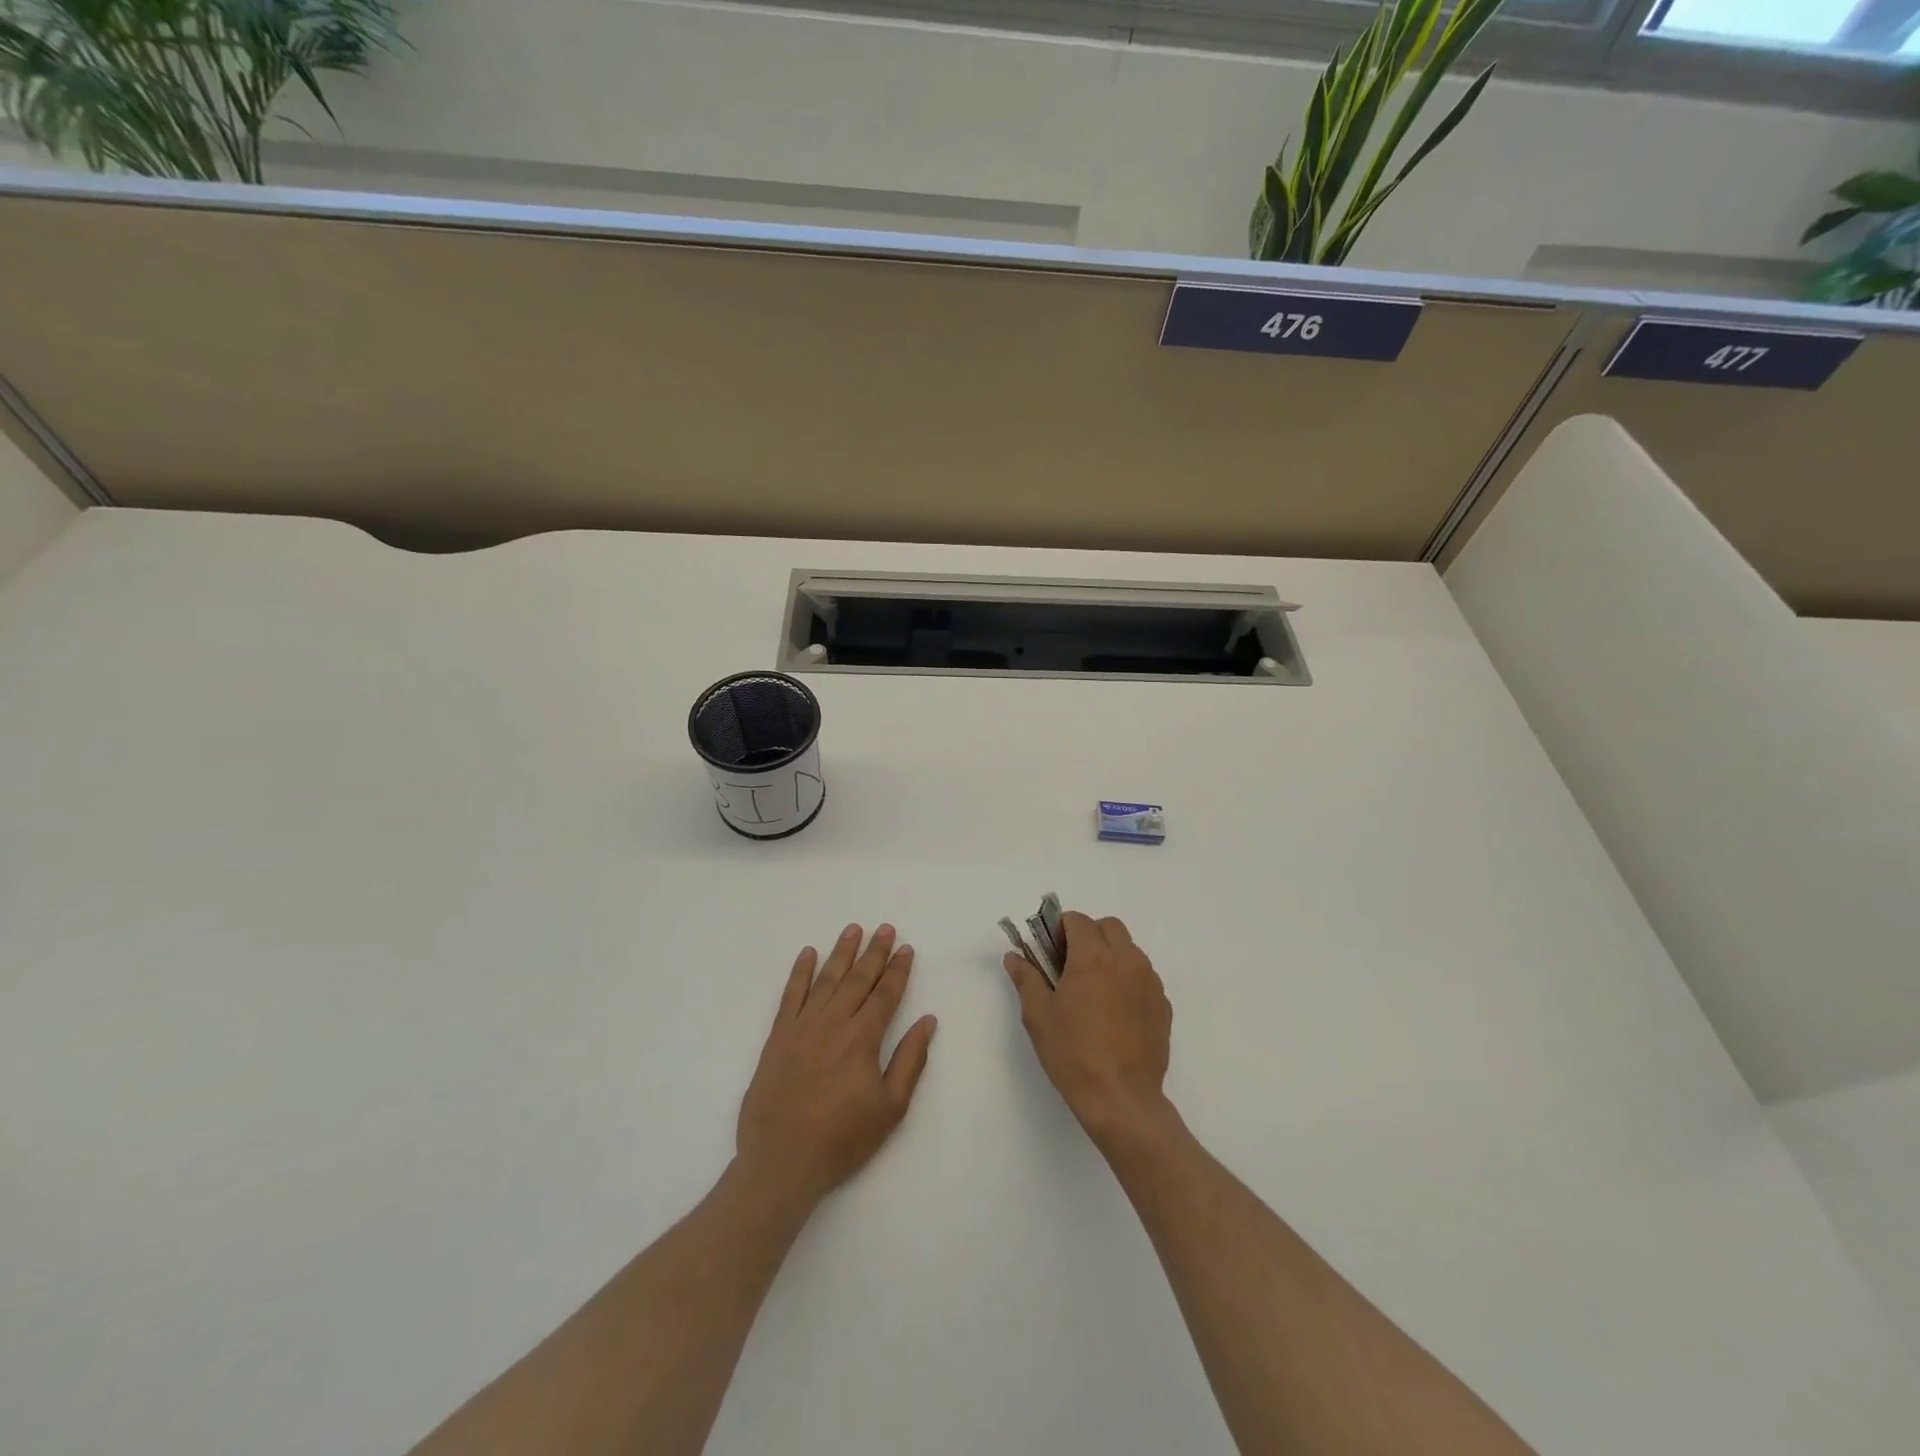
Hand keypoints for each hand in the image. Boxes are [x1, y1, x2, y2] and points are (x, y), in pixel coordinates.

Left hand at [737, 923, 937, 1209]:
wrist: (782, 1161)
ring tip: (853, 929)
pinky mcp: (778, 1037)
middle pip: (858, 979)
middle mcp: (833, 1023)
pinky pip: (790, 995)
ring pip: (826, 979)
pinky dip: (800, 972)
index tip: (906, 948)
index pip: (885, 994)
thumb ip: (909, 1060)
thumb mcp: (890, 1107)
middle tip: (885, 928)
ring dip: (842, 953)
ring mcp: (802, 1027)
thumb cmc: (843, 1138)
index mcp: (863, 1038)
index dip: (898, 970)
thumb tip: (927, 1021)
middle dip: (874, 952)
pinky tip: (808, 954)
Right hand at [1004, 911, 1173, 1147]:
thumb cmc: (1073, 1053)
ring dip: (1110, 955)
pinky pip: (1144, 977)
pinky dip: (1128, 980)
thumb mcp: (1038, 1015)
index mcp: (1093, 957)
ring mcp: (1150, 982)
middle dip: (1088, 936)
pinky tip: (1115, 1012)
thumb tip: (1014, 956)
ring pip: (1129, 950)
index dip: (1060, 930)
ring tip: (1094, 990)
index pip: (1078, 920)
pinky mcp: (1163, 1005)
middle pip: (1109, 927)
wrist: (1121, 1099)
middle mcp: (1126, 960)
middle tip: (1071, 966)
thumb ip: (1027, 978)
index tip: (1050, 953)